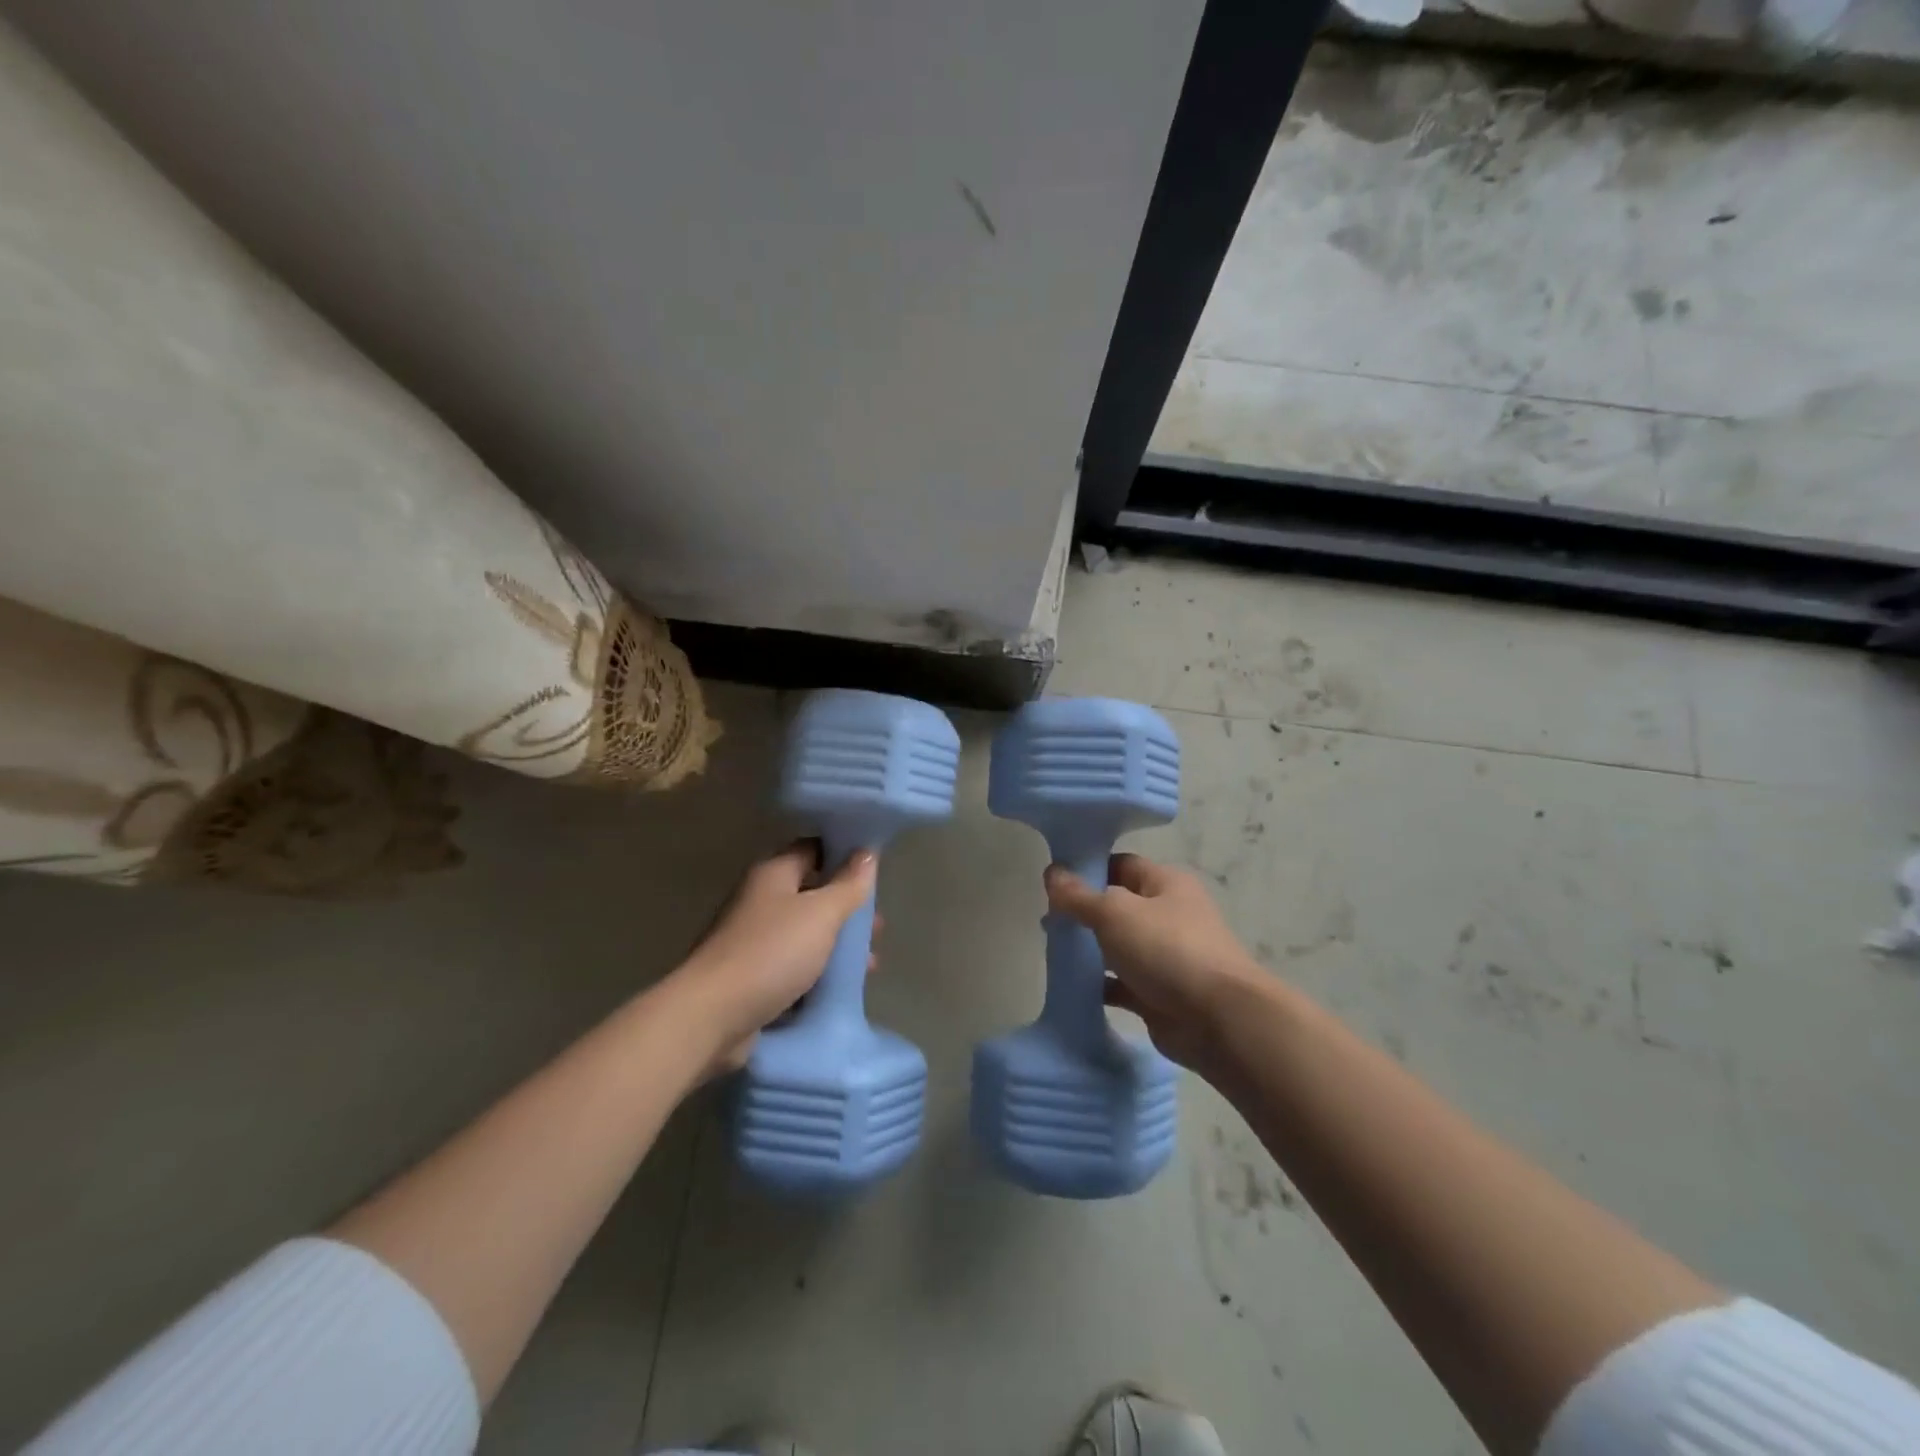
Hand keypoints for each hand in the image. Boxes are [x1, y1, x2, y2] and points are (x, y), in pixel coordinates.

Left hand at [677, 841, 878, 1074]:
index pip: (813, 849)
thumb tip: (868, 852)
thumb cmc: (771, 953)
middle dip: (846, 908)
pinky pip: (793, 967)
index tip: (876, 868)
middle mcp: (760, 901)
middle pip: (812, 894)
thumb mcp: (821, 914)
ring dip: (836, 945)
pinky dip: (817, 973)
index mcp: (773, 874)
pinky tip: (841, 987)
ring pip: (805, 934)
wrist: (711, 1016)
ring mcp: (753, 941)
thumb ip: (848, 884)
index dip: (844, 854)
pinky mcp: (751, 977)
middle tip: (877, 927)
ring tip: (869, 963)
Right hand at [1044, 852, 1266, 1072]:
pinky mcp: (1159, 994)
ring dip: (1090, 950)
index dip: (1088, 869)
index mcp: (1166, 883)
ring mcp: (1166, 956)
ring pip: (1119, 946)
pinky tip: (1072, 987)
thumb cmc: (1167, 950)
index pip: (1121, 864)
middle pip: (1118, 905)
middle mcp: (1169, 914)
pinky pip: (1122, 983)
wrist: (1218, 1021)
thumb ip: (1079, 895)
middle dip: (1084, 912)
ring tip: (1054, 951)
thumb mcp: (1115, 913)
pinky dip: (1100, 985)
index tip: (1053, 883)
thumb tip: (1052, 872)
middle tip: (1047, 921)